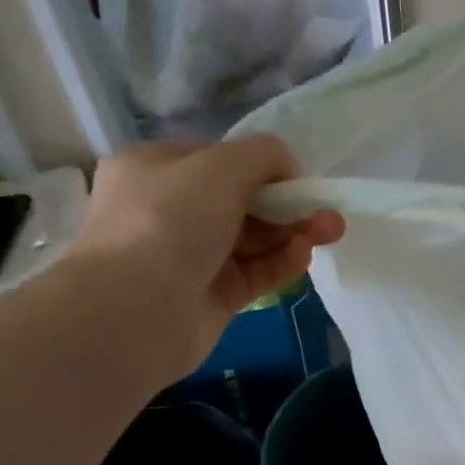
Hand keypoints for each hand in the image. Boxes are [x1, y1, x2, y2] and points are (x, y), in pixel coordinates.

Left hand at [61, 137, 343, 376]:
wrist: (135, 309)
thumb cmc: (169, 220)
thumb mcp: (220, 166)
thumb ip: (263, 155)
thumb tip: (288, 165)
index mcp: (155, 168)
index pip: (218, 160)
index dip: (261, 167)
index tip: (296, 179)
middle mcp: (169, 210)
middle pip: (242, 202)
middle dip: (287, 204)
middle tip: (326, 211)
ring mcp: (190, 256)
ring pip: (253, 239)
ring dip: (293, 233)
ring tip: (329, 231)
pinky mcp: (212, 295)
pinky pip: (255, 273)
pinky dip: (282, 262)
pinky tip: (304, 255)